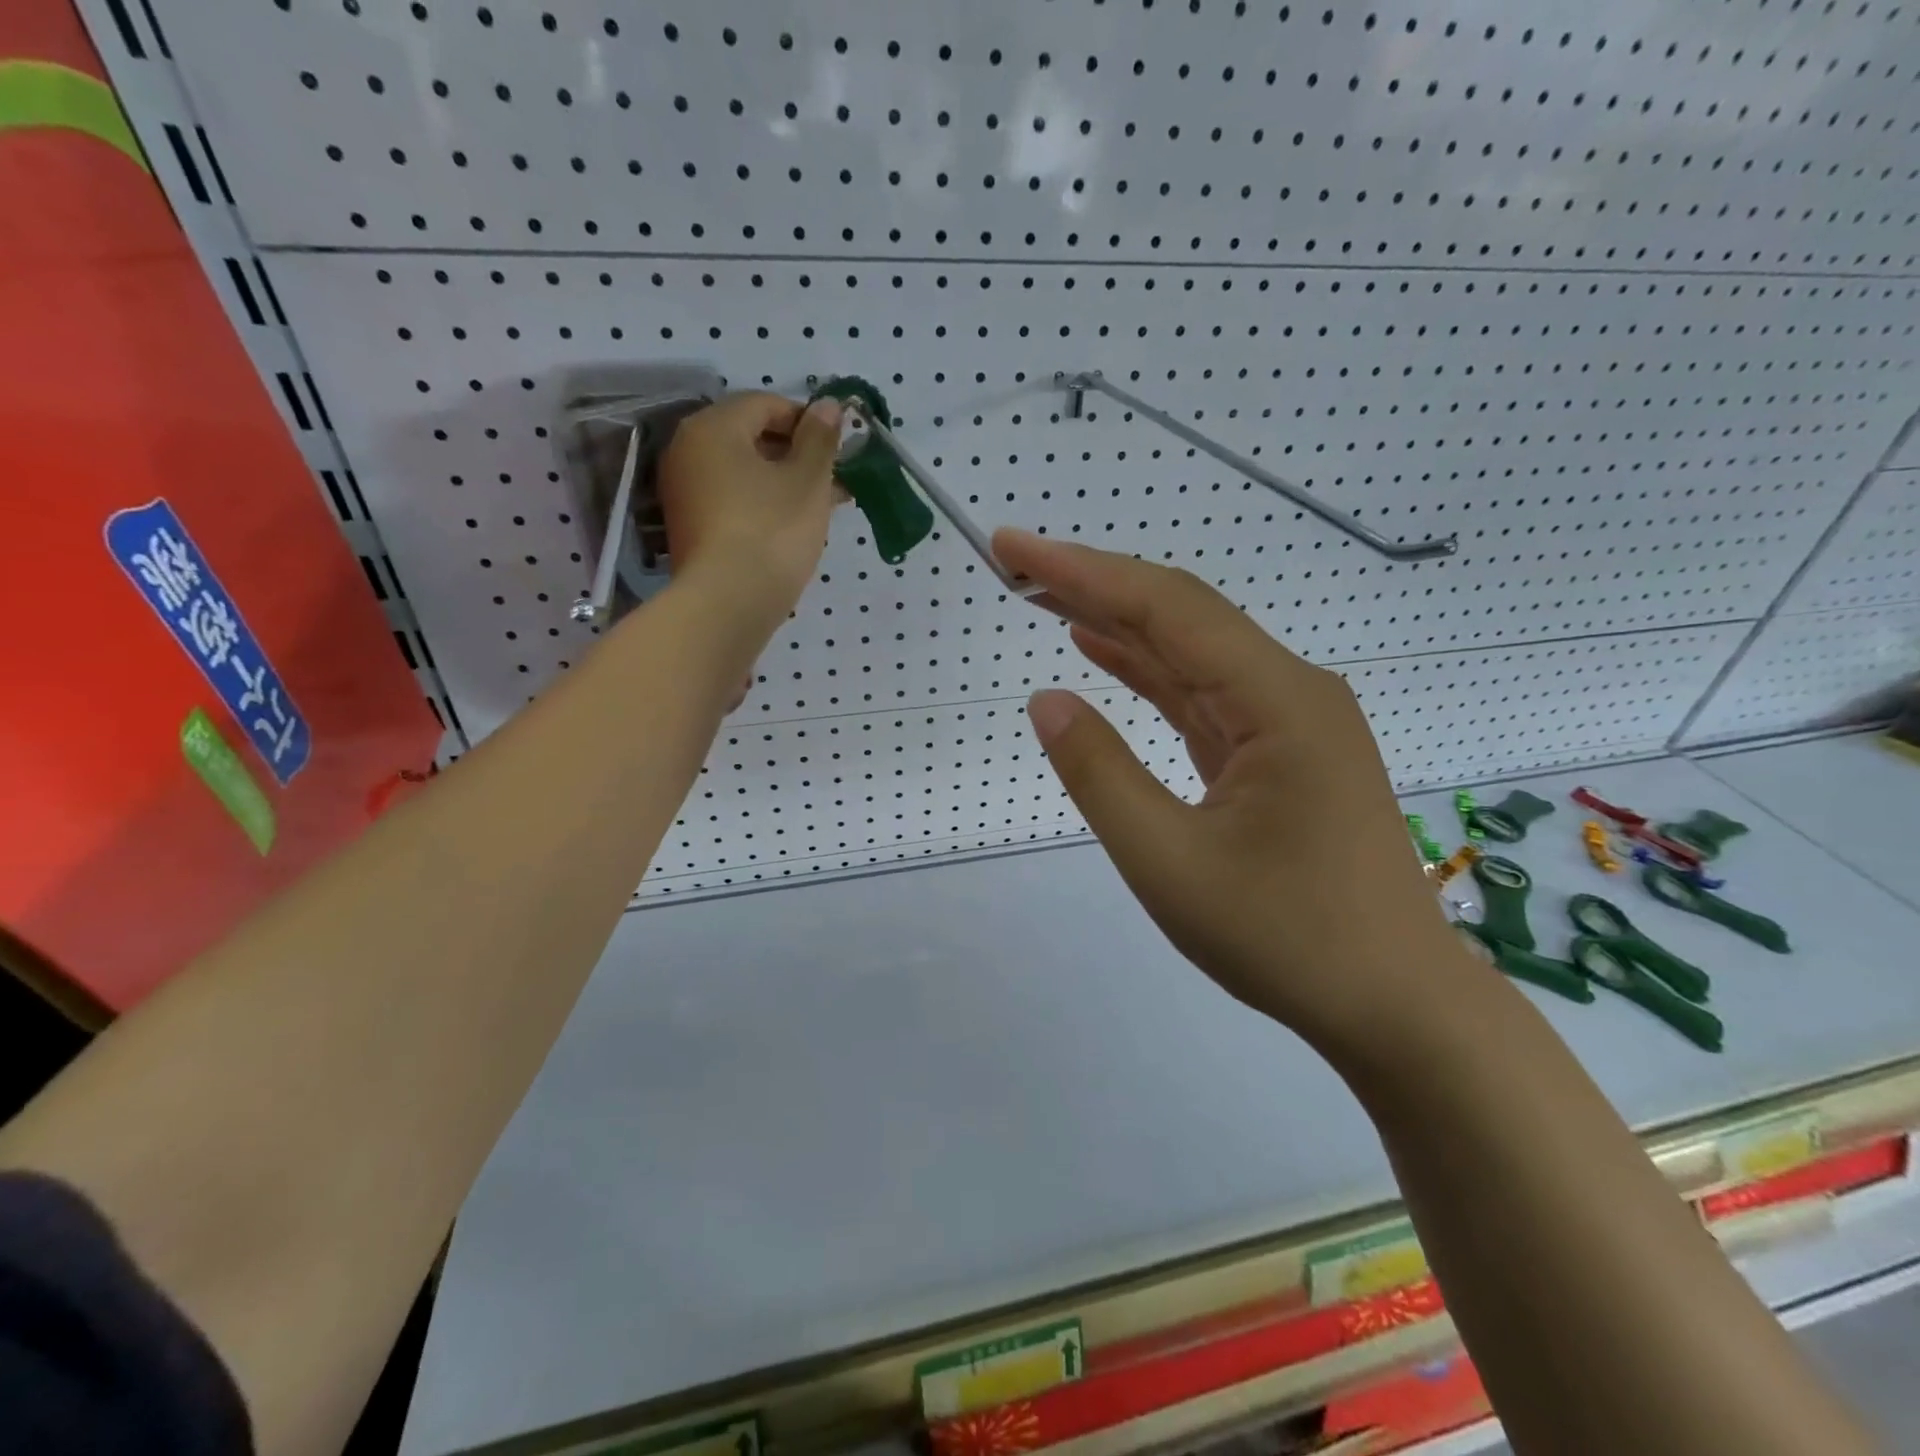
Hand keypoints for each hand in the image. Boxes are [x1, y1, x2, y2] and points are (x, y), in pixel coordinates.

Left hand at [657, 392, 843, 621]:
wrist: (729, 604)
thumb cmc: (773, 531)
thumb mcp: (808, 481)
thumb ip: (820, 439)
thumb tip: (829, 405)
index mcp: (713, 427)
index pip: (765, 404)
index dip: (808, 420)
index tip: (838, 448)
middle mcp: (688, 450)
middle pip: (750, 437)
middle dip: (797, 454)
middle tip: (835, 479)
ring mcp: (683, 491)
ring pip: (744, 472)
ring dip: (784, 481)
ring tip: (823, 504)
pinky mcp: (689, 526)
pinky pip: (732, 499)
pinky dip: (762, 503)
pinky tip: (794, 524)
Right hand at [994, 529, 1481, 1063]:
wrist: (1395, 1004)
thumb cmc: (1286, 939)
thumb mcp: (1169, 862)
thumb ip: (1101, 774)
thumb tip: (1046, 700)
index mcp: (1278, 701)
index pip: (1166, 609)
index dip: (1082, 572)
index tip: (1013, 547)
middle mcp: (1290, 690)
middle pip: (1180, 616)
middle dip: (1094, 584)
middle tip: (1015, 563)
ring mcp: (1288, 719)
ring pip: (1190, 652)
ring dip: (1117, 622)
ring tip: (1043, 597)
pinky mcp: (1278, 750)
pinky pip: (1202, 694)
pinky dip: (1149, 670)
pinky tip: (1104, 652)